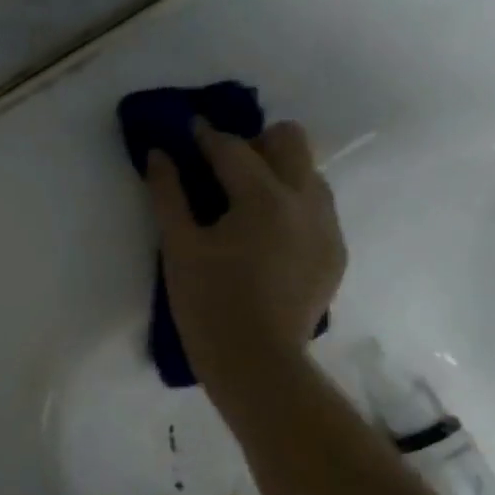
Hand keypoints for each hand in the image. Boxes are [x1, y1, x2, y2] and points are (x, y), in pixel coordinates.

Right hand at [147, 119, 346, 375]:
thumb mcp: (179, 247)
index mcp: (264, 198)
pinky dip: (290, 205)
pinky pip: (317, 207)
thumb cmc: (208, 304)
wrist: (257, 364)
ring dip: (277, 172)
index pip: (233, 148)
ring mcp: (327, 227)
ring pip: (309, 172)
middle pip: (290, 140)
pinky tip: (265, 236)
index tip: (187, 130)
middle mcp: (306, 201)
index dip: (205, 136)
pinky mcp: (335, 252)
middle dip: (254, 143)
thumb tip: (159, 154)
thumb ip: (168, 194)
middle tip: (221, 168)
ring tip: (244, 202)